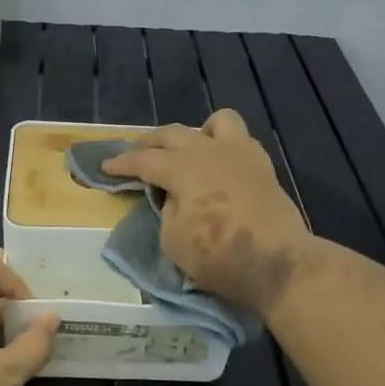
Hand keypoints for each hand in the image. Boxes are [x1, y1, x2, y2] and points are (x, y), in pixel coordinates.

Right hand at [102, 108, 315, 316]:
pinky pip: (242, 141)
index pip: (144, 160)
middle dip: (150, 142)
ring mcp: (240, 154)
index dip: (121, 163)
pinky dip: (226, 147)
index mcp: (182, 167)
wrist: (278, 263)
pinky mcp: (263, 167)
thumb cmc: (218, 255)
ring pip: (216, 122)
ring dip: (197, 132)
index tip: (106, 167)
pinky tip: (221, 165)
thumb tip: (174, 196)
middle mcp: (209, 150)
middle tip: (137, 153)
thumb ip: (167, 209)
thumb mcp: (173, 240)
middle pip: (173, 133)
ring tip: (190, 150)